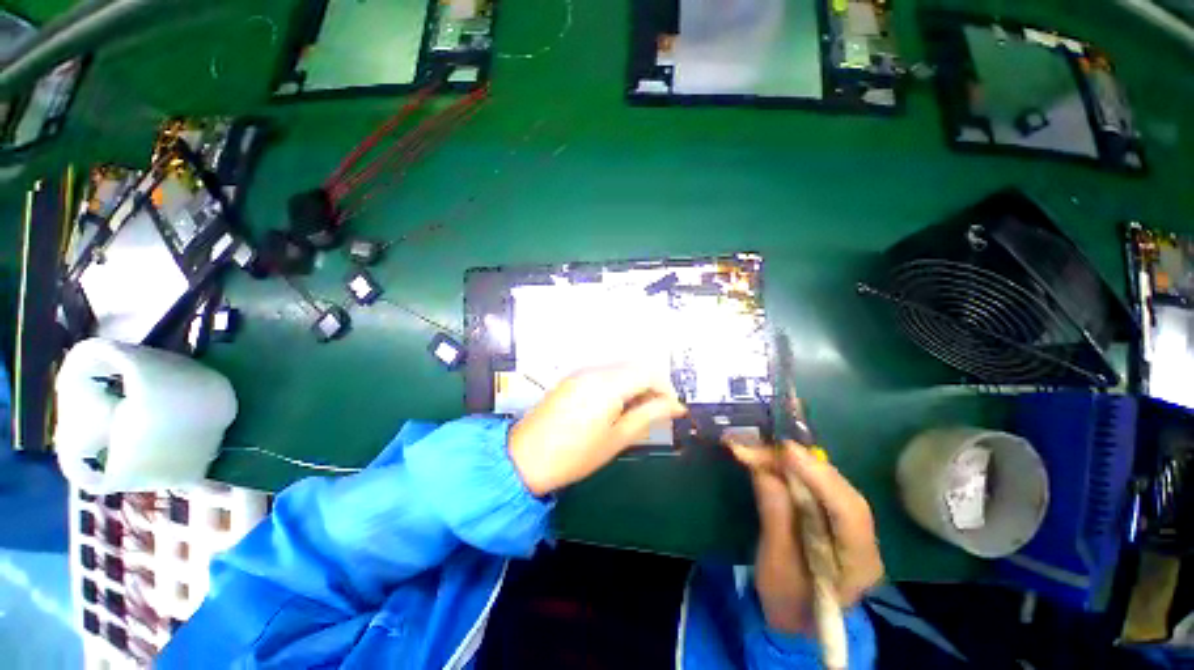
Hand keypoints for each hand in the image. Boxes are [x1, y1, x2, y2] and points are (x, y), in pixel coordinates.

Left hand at [508, 366, 687, 495]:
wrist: (525, 457)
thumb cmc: (575, 455)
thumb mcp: (617, 438)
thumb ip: (648, 415)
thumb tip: (675, 406)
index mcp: (607, 385)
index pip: (648, 372)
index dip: (666, 388)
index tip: (674, 409)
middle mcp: (594, 371)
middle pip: (636, 366)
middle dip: (653, 384)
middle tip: (659, 410)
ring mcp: (581, 372)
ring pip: (621, 368)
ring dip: (637, 383)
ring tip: (640, 409)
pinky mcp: (573, 377)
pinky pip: (605, 372)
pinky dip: (619, 383)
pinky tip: (618, 404)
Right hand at [729, 440, 883, 633]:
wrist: (795, 618)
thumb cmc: (785, 600)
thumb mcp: (776, 566)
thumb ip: (775, 518)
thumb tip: (764, 471)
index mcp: (860, 564)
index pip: (849, 512)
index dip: (819, 477)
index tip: (786, 451)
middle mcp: (864, 539)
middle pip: (840, 490)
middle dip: (801, 464)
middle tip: (762, 446)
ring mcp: (852, 526)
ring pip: (829, 483)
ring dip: (793, 463)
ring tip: (760, 450)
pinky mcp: (834, 516)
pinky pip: (818, 486)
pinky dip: (793, 469)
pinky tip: (773, 460)